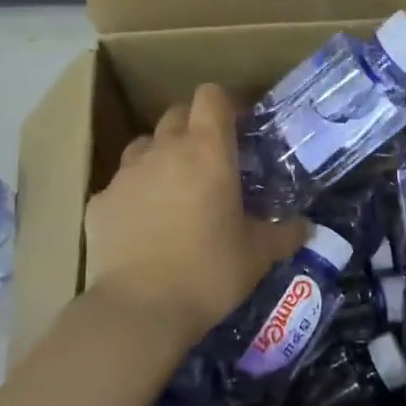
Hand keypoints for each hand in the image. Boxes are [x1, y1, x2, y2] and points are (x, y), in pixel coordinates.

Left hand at [84, 84, 305, 349]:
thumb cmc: (209, 272)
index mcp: (207, 150)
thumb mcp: (259, 255)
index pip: (211, 96)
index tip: (239, 126)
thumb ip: (285, 233)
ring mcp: (126, 174)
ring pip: (145, 146)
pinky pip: (121, 185)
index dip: (226, 103)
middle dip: (194, 127)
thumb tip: (306, 227)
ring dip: (161, 156)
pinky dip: (135, 195)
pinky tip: (144, 226)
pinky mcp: (98, 202)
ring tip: (175, 190)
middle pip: (176, 114)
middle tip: (211, 160)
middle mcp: (163, 150)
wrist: (139, 309)